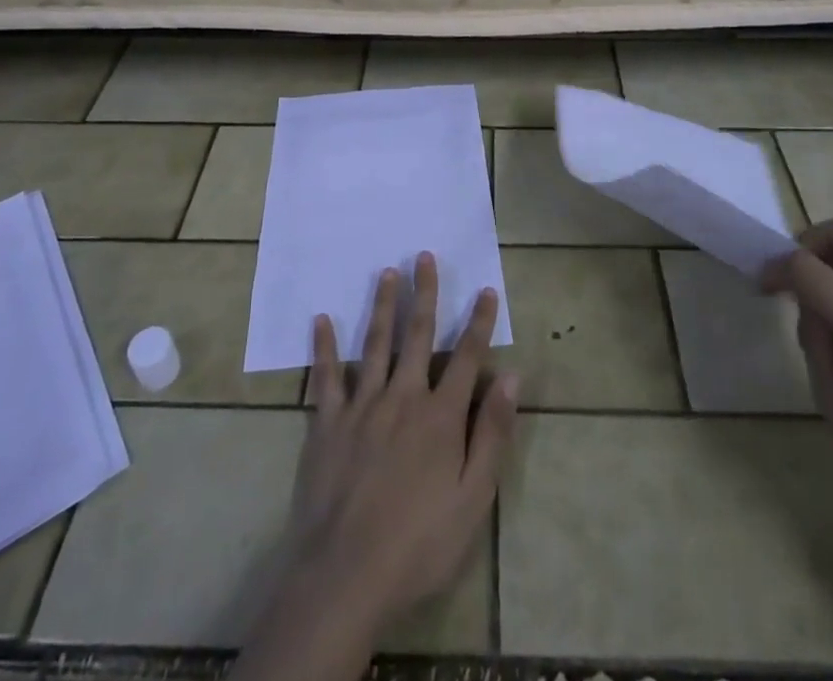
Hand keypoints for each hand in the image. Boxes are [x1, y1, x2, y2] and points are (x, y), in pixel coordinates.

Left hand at [287, 252, 518, 631]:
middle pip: (418, 336)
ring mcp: (362, 406)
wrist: (346, 576)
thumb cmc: (419, 544)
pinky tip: (321, 319)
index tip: (487, 290)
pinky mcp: (327, 422)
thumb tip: (511, 378)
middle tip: (424, 256)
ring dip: (382, 305)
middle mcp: (403, 397)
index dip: (480, 322)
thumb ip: (492, 435)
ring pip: (375, 343)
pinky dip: (324, 346)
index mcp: (440, 416)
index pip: (467, 358)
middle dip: (425, 293)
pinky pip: (326, 376)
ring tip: (387, 272)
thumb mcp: (473, 499)